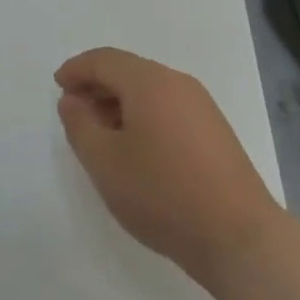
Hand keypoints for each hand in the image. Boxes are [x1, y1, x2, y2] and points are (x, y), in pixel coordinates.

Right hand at [56, 47, 282, 283]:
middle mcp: (177, 83)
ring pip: (149, 90)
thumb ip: (79, 125)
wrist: (241, 239)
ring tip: (101, 133)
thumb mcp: (104, 162)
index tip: (58, 86)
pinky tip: (136, 148)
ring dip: (120, 103)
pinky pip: (168, 108)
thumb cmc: (163, 194)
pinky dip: (143, 116)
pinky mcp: (216, 132)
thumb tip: (72, 101)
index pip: (104, 60)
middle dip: (97, 86)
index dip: (76, 69)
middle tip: (74, 111)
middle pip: (128, 71)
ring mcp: (202, 107)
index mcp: (149, 82)